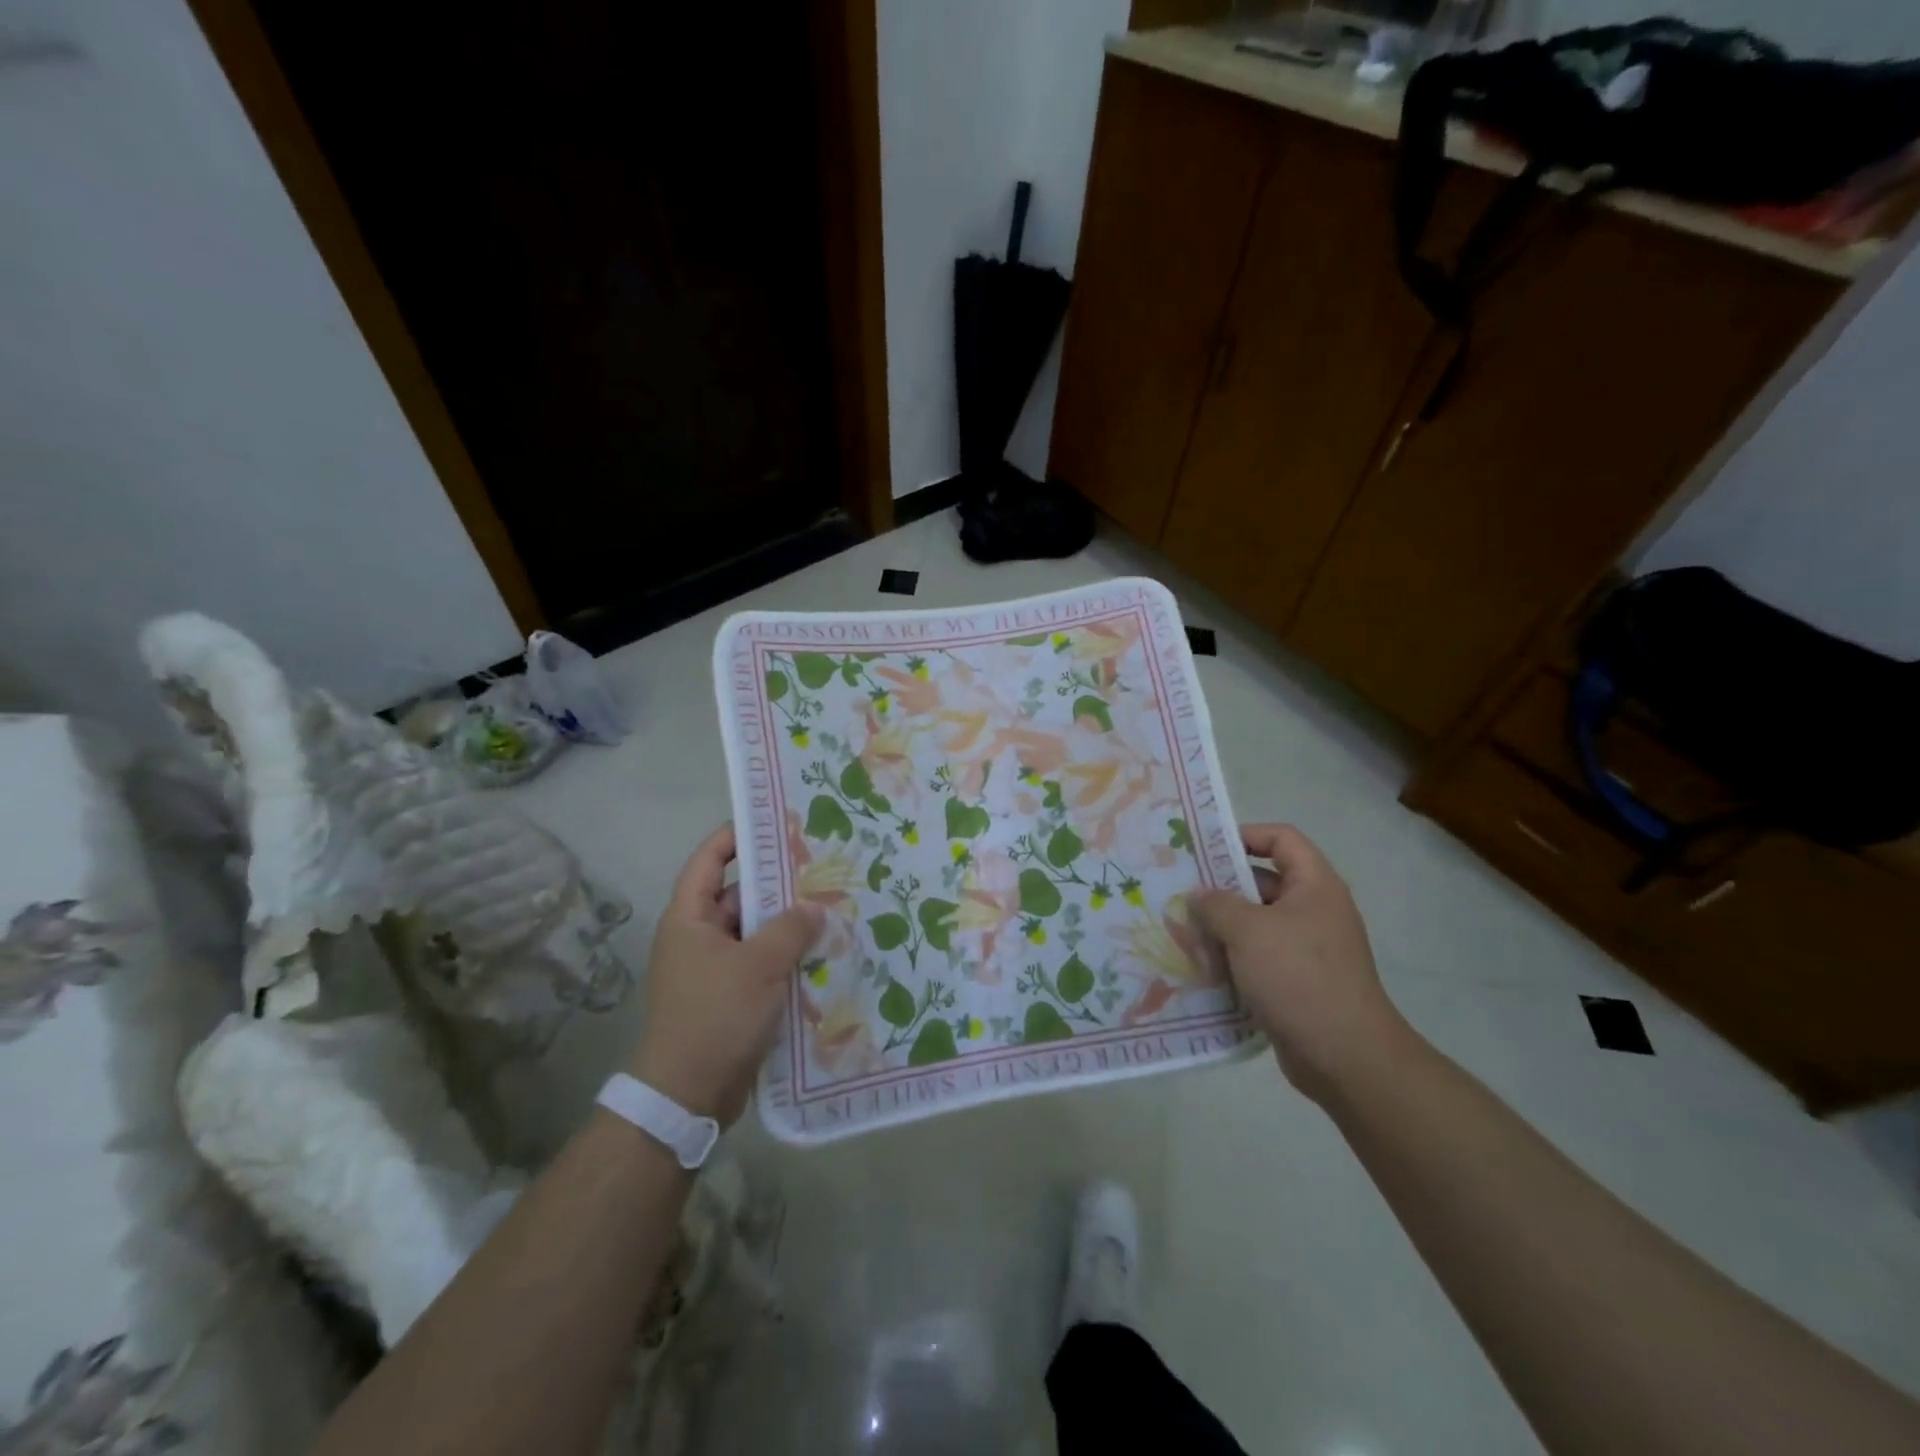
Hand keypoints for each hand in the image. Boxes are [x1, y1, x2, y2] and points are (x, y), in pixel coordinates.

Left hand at [629, 824, 823, 1125]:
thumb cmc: (715, 1017)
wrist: (688, 1096)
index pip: (709, 861)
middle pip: (739, 896)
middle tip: (821, 865)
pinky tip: (823, 952)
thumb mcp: (758, 965)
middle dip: (777, 883)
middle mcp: (698, 937)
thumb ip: (791, 928)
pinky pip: (761, 963)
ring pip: (755, 932)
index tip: (773, 822)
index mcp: (689, 919)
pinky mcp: (730, 997)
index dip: (735, 837)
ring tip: (832, 906)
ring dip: (787, 924)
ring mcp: (714, 969)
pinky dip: (786, 956)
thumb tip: (815, 906)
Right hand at [1191, 824, 1411, 1103]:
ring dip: (1222, 929)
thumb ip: (1216, 905)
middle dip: (1221, 889)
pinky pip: (1259, 958)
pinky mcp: (1298, 982)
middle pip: (1263, 882)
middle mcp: (1314, 911)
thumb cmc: (1298, 976)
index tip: (1206, 849)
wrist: (1344, 1056)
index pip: (1282, 838)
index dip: (1246, 835)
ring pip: (1256, 924)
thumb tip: (1199, 895)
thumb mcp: (1247, 931)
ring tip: (1183, 935)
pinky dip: (1233, 960)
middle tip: (1181, 894)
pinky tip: (1202, 969)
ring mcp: (1308, 949)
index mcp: (1314, 886)